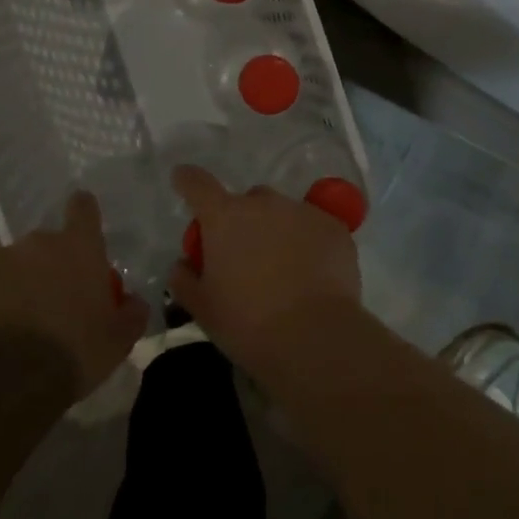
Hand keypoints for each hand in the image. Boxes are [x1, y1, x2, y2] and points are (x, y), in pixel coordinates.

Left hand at [0, 191, 148, 399]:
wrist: (4, 382)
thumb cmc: (73, 353)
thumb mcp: (118, 341)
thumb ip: (131, 313)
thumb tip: (134, 301)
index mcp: (80, 248)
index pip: (83, 208)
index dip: (83, 214)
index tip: (82, 229)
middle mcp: (38, 243)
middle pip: (46, 244)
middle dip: (49, 267)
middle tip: (52, 304)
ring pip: (11, 265)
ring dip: (16, 284)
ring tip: (16, 324)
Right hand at [168, 166, 362, 372]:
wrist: (314, 338)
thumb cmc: (248, 324)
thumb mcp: (203, 309)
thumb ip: (185, 279)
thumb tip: (184, 264)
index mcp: (225, 218)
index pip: (198, 184)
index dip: (188, 181)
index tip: (184, 180)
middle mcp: (264, 204)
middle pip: (248, 202)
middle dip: (244, 222)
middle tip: (246, 258)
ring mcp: (303, 211)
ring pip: (284, 213)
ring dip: (279, 231)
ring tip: (286, 271)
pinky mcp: (335, 226)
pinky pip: (315, 227)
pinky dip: (310, 243)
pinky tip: (313, 276)